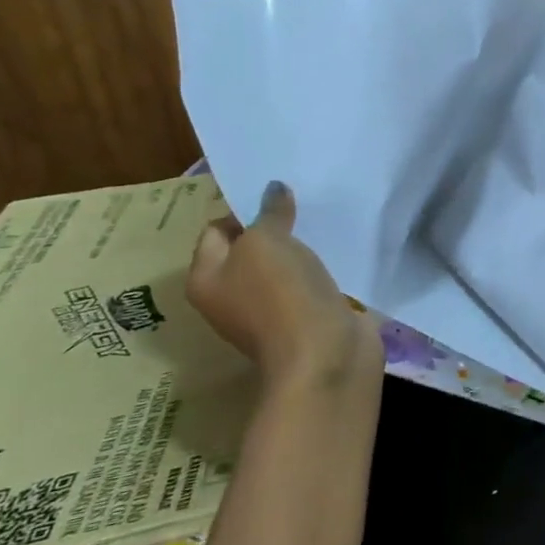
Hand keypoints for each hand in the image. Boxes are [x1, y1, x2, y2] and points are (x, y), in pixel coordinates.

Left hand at [187, 181, 379, 388]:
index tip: (276, 193)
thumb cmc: (281, 294)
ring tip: (323, 220)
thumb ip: (268, 212)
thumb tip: (273, 190)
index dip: (243, 209)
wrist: (324, 354)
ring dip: (301, 246)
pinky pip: (309, 282)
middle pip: (251, 248)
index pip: (216, 230)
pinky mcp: (306, 317)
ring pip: (283, 265)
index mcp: (206, 279)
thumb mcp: (266, 241)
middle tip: (302, 201)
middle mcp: (232, 296)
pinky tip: (338, 249)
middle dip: (275, 225)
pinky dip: (321, 266)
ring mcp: (271, 309)